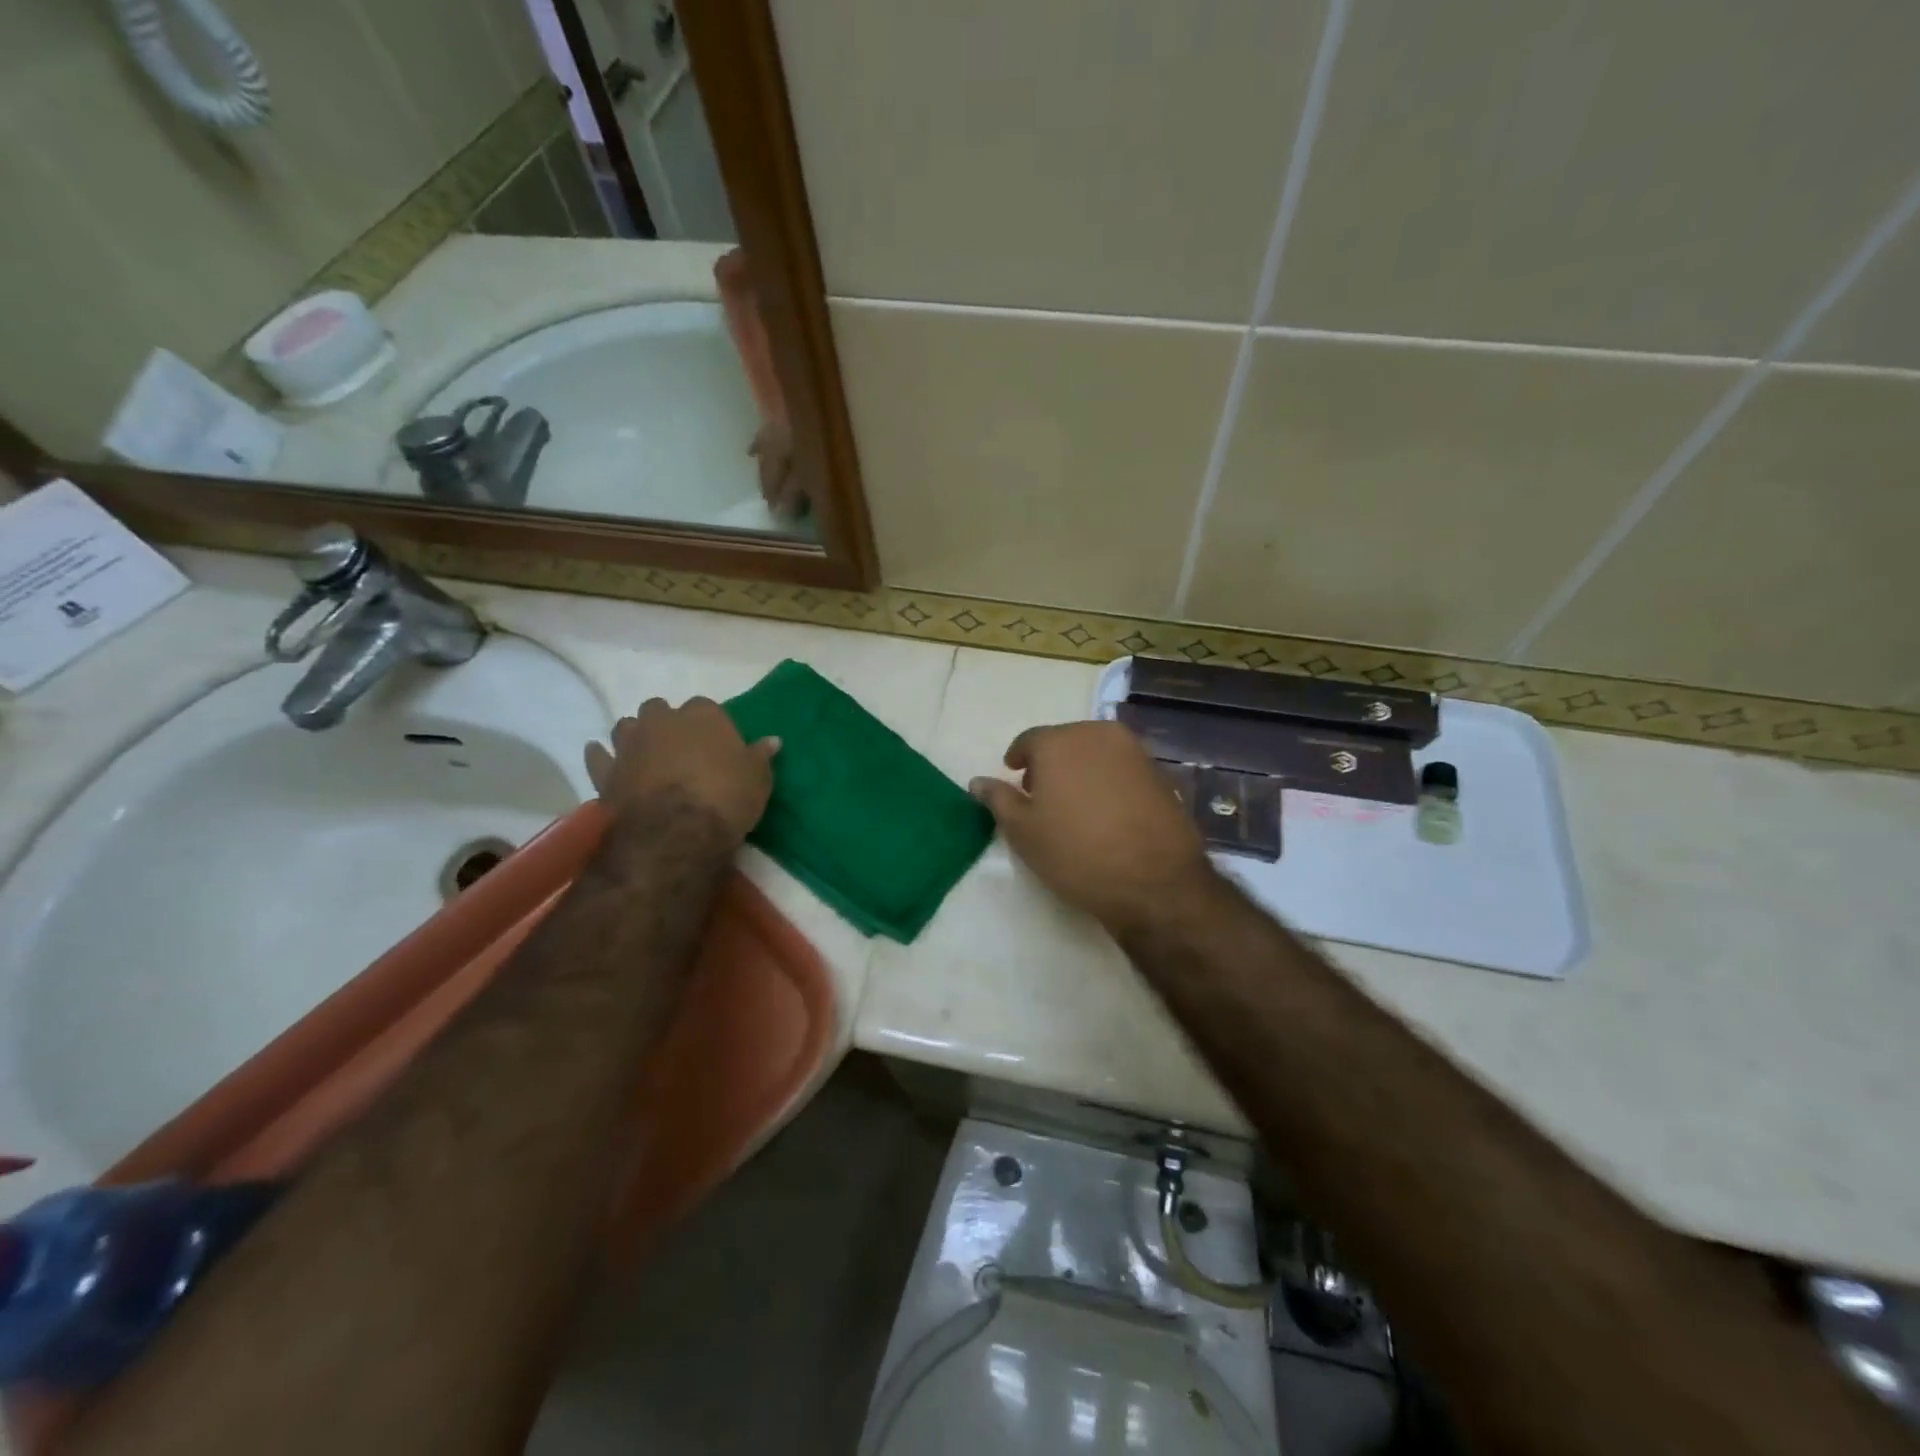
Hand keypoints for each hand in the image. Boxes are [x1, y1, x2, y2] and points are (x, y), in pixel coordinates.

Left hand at [585, 697, 778, 845]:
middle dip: (668, 723)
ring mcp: (630, 744)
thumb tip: (772, 740)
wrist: (675, 833)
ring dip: (635, 735)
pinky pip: (597, 755)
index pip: (707, 708)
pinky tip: (604, 756)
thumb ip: (761, 756)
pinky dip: (601, 755)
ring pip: (626, 726)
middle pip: (661, 709)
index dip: (711, 726)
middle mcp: (662, 720)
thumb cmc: (725, 799)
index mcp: (703, 715)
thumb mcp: (758, 779)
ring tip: (646, 753)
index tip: (718, 745)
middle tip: (681, 748)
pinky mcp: (606, 771)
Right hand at [970, 721, 1214, 935]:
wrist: (1154, 881)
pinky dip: (1109, 781)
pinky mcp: (1161, 774)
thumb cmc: (1076, 853)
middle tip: (1042, 794)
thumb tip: (978, 782)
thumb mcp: (1023, 832)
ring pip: (1096, 753)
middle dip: (1050, 762)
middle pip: (1066, 741)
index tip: (1014, 775)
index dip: (1018, 758)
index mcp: (1060, 741)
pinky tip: (1107, 812)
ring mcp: (1135, 752)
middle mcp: (1098, 735)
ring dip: (1082, 769)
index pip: (1029, 740)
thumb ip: (998, 799)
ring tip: (1075, 805)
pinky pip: (1123, 769)